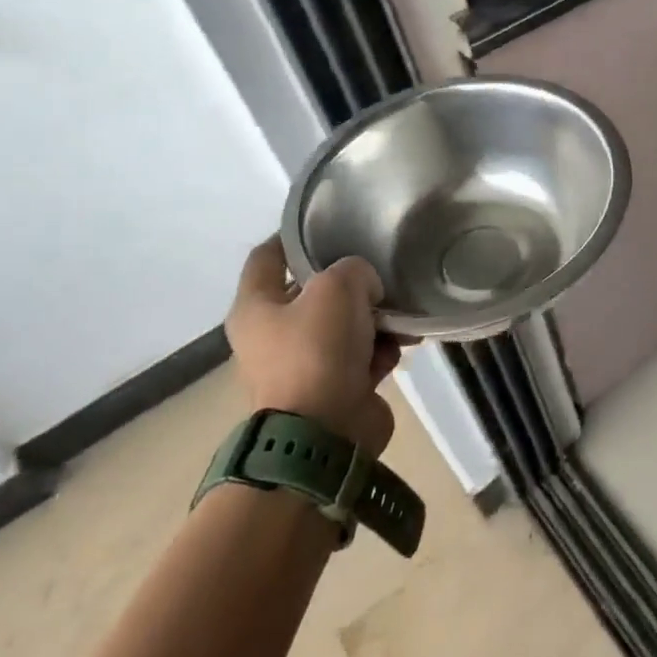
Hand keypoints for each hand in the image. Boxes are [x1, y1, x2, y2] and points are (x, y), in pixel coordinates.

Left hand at [225, 238, 400, 454]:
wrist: (324, 433)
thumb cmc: (317, 351)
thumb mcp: (338, 287)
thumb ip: (355, 270)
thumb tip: (365, 288)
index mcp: (255, 308)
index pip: (266, 257)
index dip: (291, 236)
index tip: (325, 223)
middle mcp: (271, 335)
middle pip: (312, 293)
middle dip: (348, 283)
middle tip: (378, 270)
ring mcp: (301, 365)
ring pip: (343, 325)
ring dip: (373, 319)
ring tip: (400, 315)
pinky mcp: (331, 389)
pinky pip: (360, 356)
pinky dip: (379, 351)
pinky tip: (400, 347)